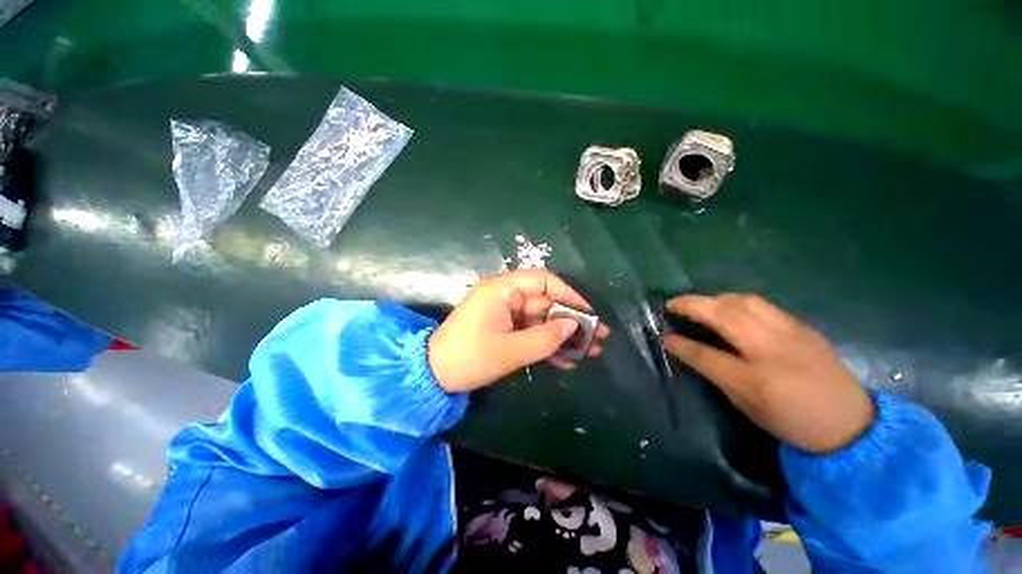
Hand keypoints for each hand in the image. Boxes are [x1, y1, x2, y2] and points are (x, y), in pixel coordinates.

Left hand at [428, 270, 610, 392]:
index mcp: (502, 289)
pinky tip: (565, 361)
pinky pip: (530, 331)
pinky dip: (546, 344)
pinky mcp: (504, 328)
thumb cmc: (468, 358)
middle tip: (596, 338)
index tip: (588, 314)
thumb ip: (544, 339)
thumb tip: (574, 327)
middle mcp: (505, 295)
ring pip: (541, 319)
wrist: (434, 376)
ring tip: (588, 352)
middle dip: (571, 320)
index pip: (543, 281)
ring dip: (562, 335)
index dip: (569, 295)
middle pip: (545, 301)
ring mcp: (505, 312)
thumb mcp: (510, 351)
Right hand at [663, 294, 873, 453]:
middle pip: (724, 315)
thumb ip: (717, 375)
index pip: (706, 355)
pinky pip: (762, 304)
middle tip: (673, 304)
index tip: (664, 336)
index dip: (680, 344)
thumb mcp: (747, 407)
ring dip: (714, 298)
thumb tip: (690, 352)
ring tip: (701, 304)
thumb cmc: (792, 422)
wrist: (850, 423)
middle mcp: (772, 350)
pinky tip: (729, 308)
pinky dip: (737, 301)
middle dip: (692, 305)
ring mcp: (790, 333)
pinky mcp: (802, 326)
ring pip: (744, 301)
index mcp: (756, 380)